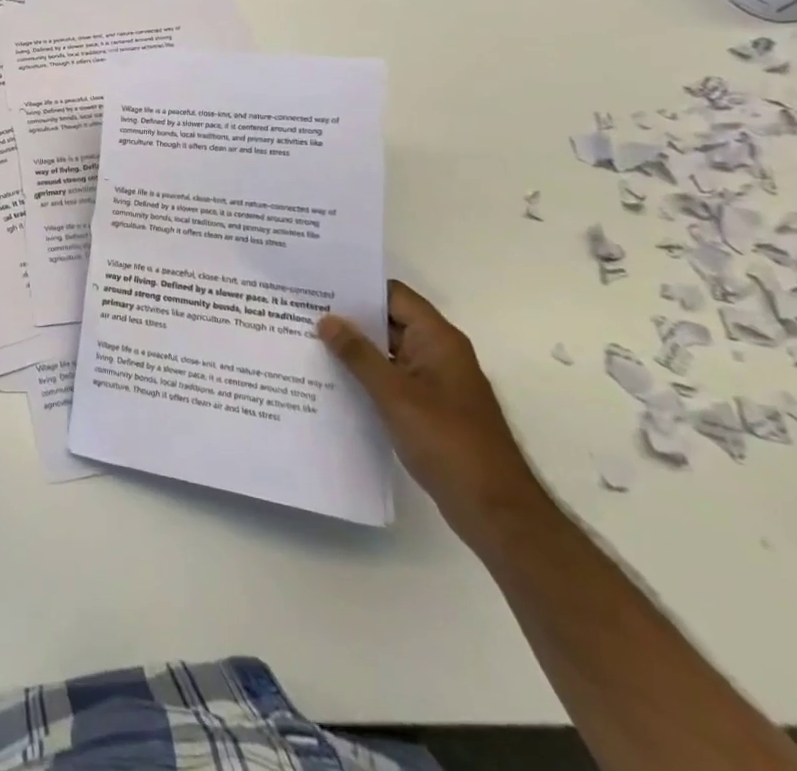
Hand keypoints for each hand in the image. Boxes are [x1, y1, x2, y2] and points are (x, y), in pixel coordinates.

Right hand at [318, 281, 549, 552]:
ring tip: (307, 342)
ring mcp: (435, 382)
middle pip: (388, 321)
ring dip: (354, 349)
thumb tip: (326, 319)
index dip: (357, 288)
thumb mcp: (394, 394)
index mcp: (438, 339)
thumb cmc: (448, 442)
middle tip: (301, 313)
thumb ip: (358, 354)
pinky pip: (391, 378)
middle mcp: (438, 353)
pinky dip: (365, 375)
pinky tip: (332, 380)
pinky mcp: (429, 407)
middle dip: (348, 318)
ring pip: (387, 352)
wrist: (495, 510)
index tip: (317, 287)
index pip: (393, 295)